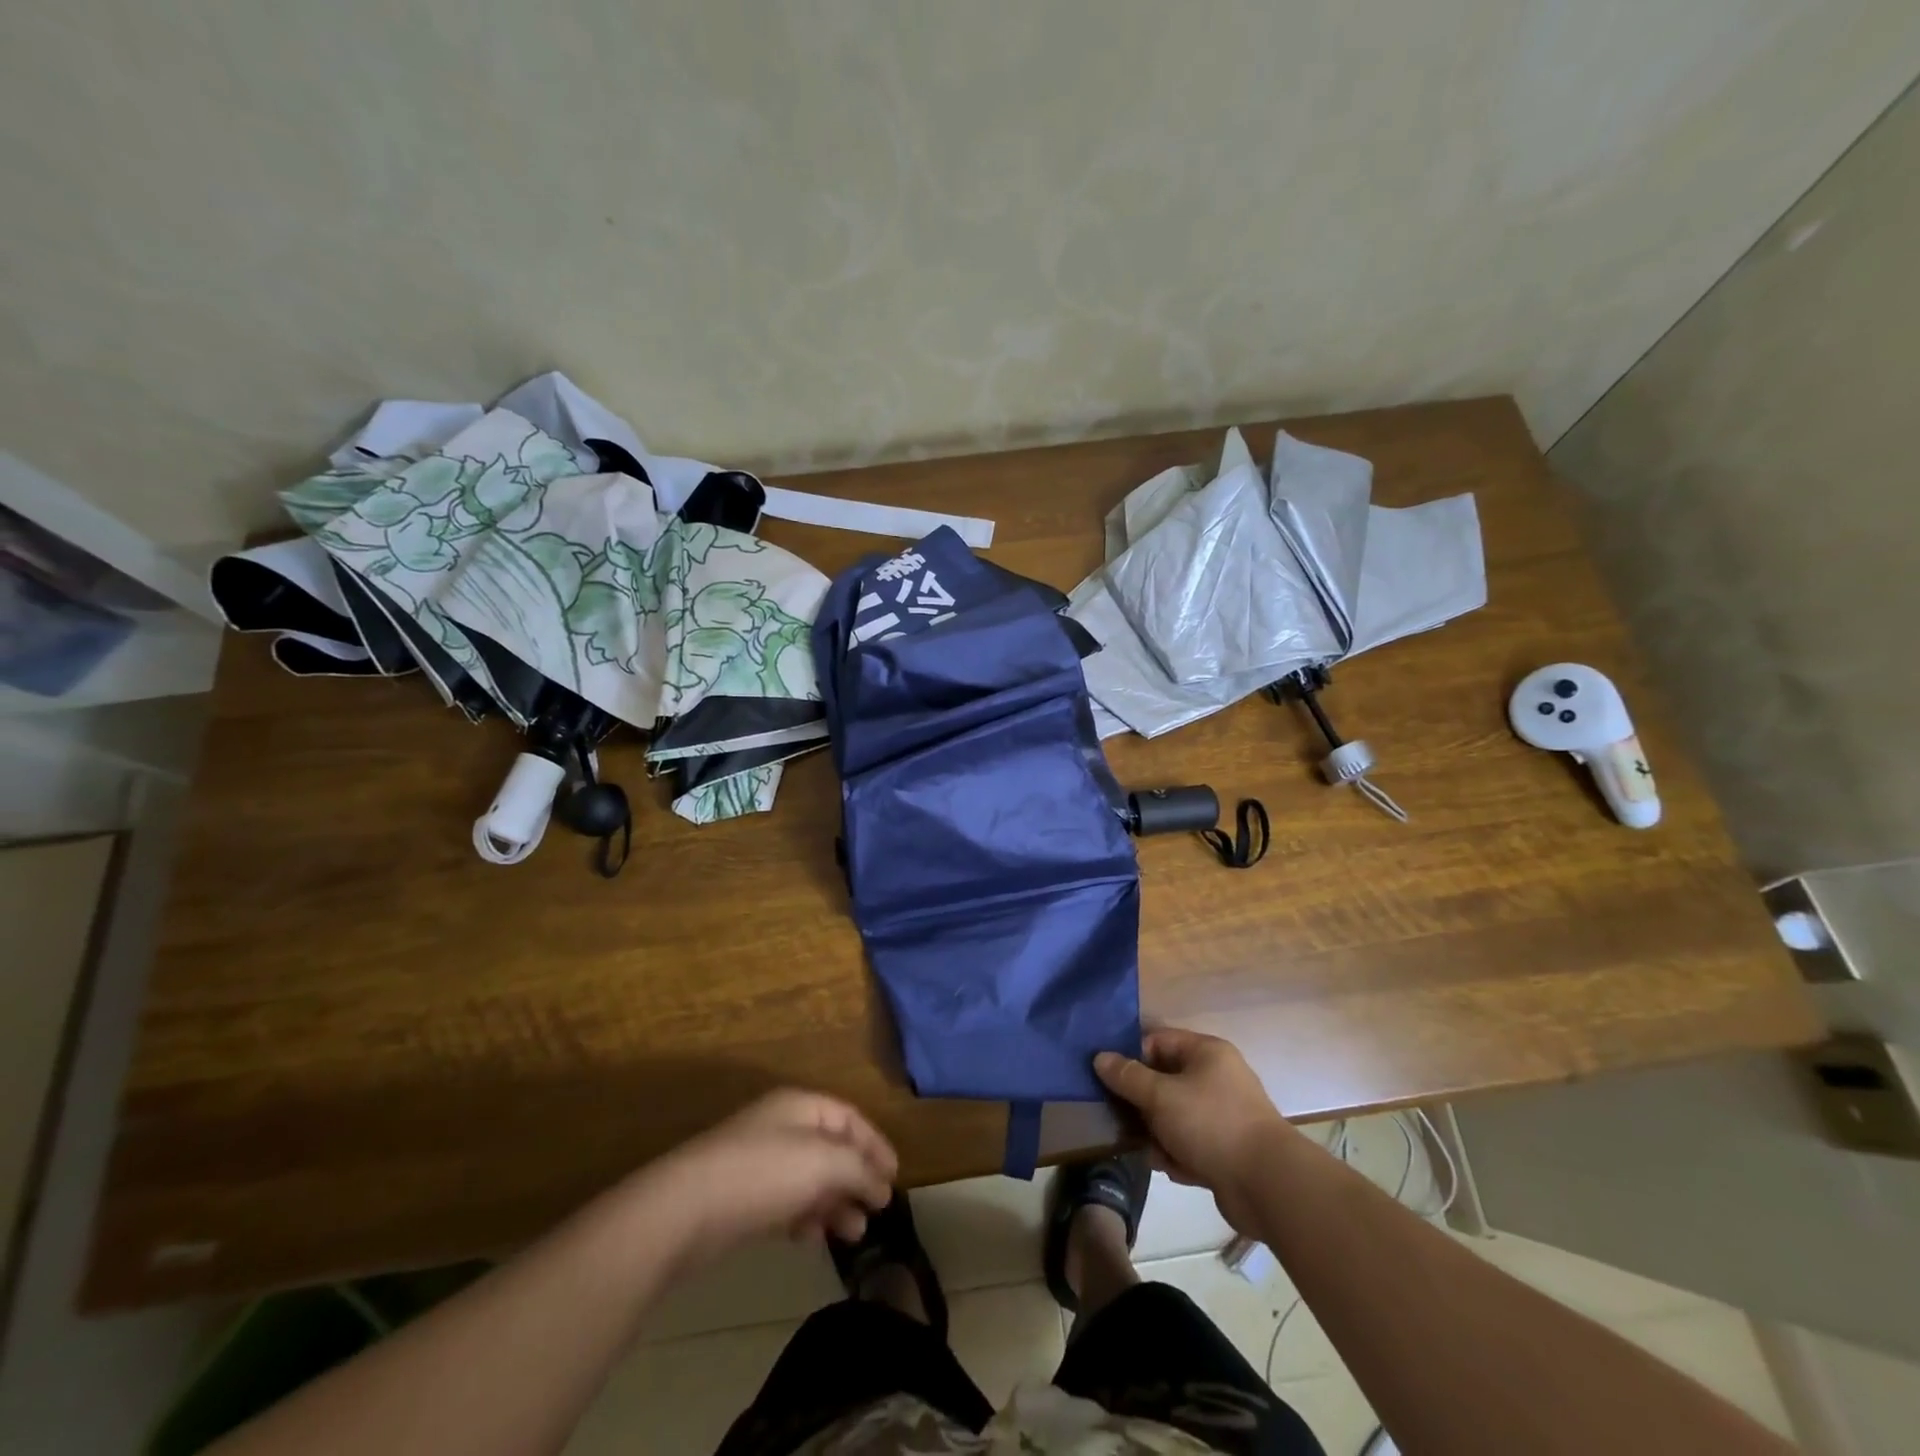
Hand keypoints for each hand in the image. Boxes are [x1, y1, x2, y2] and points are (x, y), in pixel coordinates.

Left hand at [641, 1090, 897, 1264]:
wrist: (685, 1210)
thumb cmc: (763, 1173)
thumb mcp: (823, 1163)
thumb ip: (859, 1170)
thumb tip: (883, 1185)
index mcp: (801, 1106)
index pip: (849, 1118)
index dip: (875, 1144)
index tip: (894, 1178)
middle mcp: (782, 1128)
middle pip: (831, 1149)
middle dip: (856, 1179)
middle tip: (875, 1212)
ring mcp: (760, 1163)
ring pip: (810, 1180)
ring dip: (834, 1204)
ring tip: (852, 1235)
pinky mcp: (742, 1198)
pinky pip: (786, 1203)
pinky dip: (805, 1218)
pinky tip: (811, 1239)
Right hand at [1095, 1028, 1290, 1232]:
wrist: (1267, 1185)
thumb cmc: (1211, 1124)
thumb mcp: (1160, 1096)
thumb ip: (1128, 1076)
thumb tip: (1100, 1057)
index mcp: (1206, 1052)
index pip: (1158, 1041)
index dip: (1131, 1056)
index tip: (1107, 1077)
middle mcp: (1216, 1077)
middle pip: (1164, 1080)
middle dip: (1142, 1102)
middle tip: (1119, 1116)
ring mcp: (1223, 1114)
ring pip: (1174, 1115)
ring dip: (1157, 1132)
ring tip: (1148, 1149)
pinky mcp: (1226, 1149)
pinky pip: (1190, 1143)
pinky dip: (1178, 1154)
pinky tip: (1170, 1168)